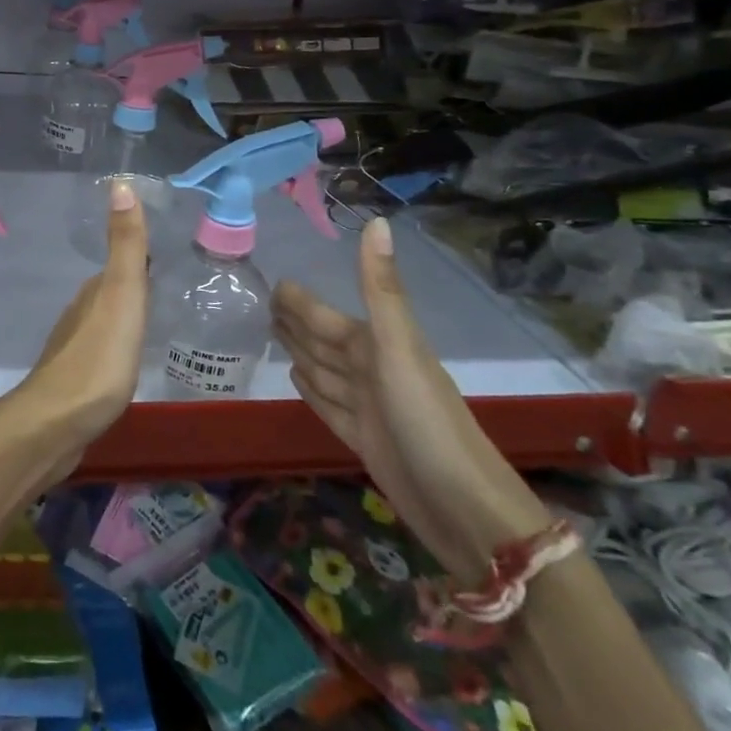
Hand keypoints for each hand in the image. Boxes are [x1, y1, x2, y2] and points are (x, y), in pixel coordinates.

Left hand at [0, 180, 148, 480]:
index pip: (120, 266)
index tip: (163, 253)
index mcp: (94, 293)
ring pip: (103, 323)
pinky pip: (100, 354)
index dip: (139, 257)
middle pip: (110, 293)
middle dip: (133, 286)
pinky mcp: (74, 382)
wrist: (56, 424)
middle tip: (165, 286)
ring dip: (122, 318)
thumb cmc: (98, 358)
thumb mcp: (122, 296)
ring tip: (150, 323)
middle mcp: (80, 314)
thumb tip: (121, 182)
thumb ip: (125, 246)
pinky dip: (114, 348)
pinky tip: (125, 362)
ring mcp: (74, 349)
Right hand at [272, 217, 549, 583]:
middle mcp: (370, 371)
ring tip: (274, 334)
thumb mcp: (399, 348)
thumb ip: (380, 288)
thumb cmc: (428, 421)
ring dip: (300, 351)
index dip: (301, 301)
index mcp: (375, 346)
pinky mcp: (363, 441)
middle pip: (323, 340)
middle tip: (263, 304)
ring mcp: (367, 407)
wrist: (466, 511)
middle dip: (296, 321)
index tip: (274, 283)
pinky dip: (310, 391)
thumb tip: (376, 220)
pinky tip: (296, 380)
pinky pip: (327, 405)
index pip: (325, 315)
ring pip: (322, 370)